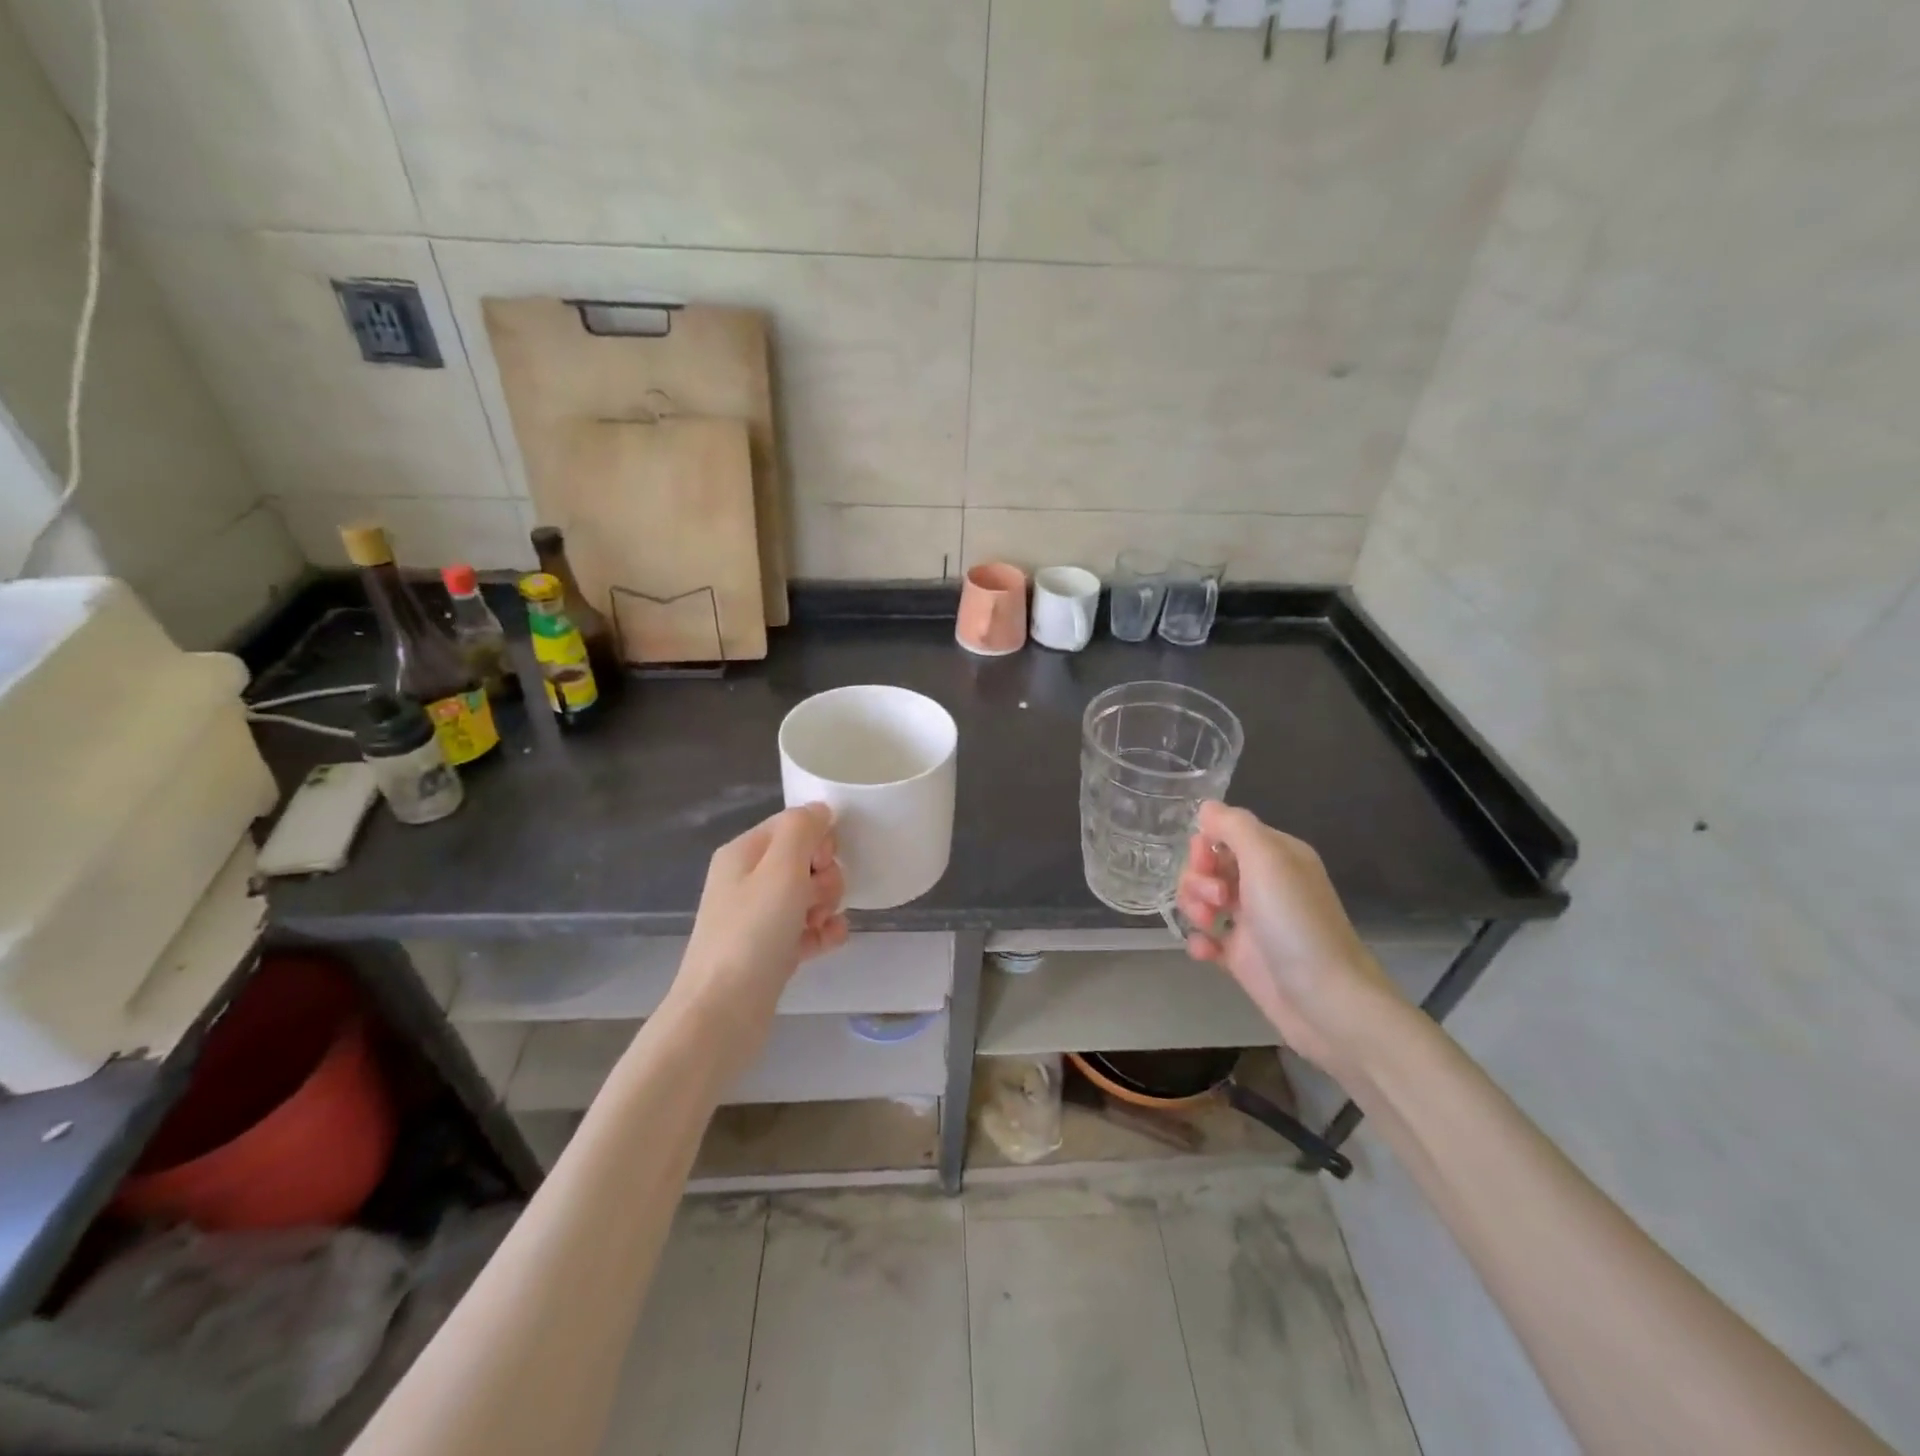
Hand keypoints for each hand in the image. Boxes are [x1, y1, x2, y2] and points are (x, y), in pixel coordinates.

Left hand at [671, 805, 847, 1058]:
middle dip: (825, 875)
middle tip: (818, 899)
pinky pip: (807, 928)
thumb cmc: (752, 933)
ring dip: (827, 904)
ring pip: (809, 894)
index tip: (823, 862)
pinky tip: (831, 942)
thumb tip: (820, 810)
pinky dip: (822, 932)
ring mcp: (758, 917)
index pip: (793, 824)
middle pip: (805, 859)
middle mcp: (748, 880)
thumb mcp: (780, 869)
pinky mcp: (770, 950)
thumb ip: (803, 829)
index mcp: (744, 853)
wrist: (722, 1014)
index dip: (818, 838)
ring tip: (821, 924)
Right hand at [1175, 800, 1401, 1072]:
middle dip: (1197, 879)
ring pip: (1202, 900)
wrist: (1326, 1002)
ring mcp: (1252, 921)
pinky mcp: (1242, 956)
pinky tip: (1206, 951)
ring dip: (1194, 908)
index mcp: (1276, 856)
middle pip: (1208, 866)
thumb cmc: (1296, 924)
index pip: (1226, 833)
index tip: (1207, 863)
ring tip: (1209, 927)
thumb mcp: (1267, 861)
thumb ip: (1234, 827)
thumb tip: (1207, 807)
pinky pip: (1206, 937)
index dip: (1206, 845)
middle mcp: (1263, 884)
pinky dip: (1199, 941)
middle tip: (1216, 901)